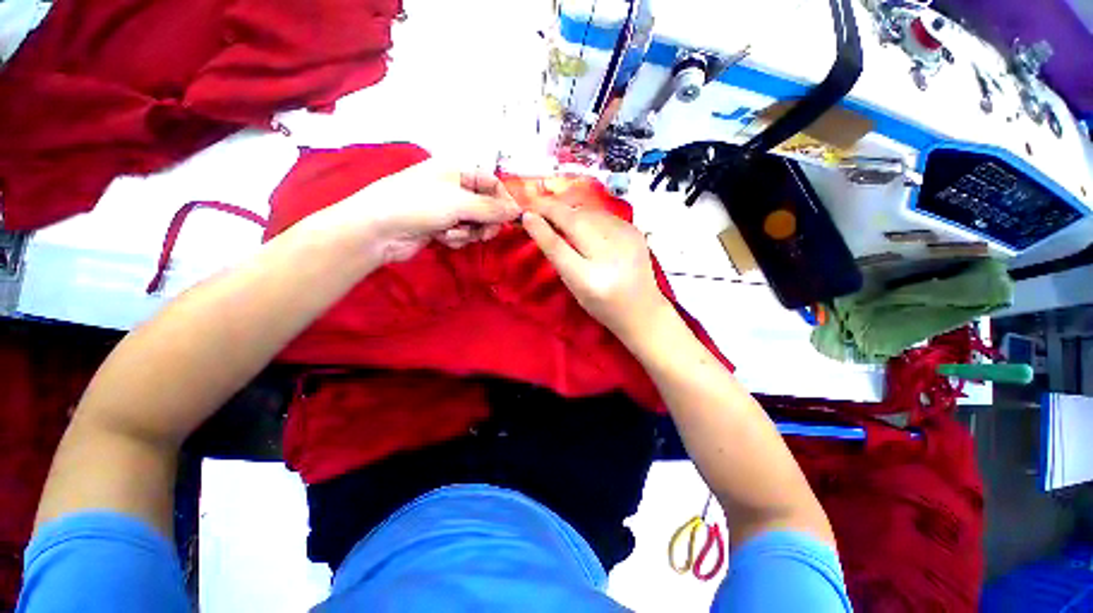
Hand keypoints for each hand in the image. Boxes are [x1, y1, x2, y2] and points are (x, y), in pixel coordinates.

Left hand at [312, 158, 521, 264]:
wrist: (378, 230)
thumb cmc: (418, 205)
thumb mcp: (459, 203)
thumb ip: (492, 208)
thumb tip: (517, 211)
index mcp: (457, 170)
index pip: (492, 183)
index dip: (503, 201)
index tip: (511, 219)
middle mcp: (454, 187)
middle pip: (486, 206)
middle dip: (485, 222)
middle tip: (483, 233)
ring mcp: (446, 208)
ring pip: (475, 223)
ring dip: (469, 232)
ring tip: (453, 234)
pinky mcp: (441, 227)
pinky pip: (462, 234)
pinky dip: (456, 238)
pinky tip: (442, 238)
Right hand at [521, 195, 672, 341]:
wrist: (642, 310)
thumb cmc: (603, 306)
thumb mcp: (575, 289)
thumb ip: (559, 258)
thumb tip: (541, 225)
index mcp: (589, 280)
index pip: (558, 247)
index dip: (540, 228)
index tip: (526, 215)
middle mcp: (609, 257)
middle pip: (575, 222)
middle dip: (552, 208)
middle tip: (535, 203)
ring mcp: (626, 240)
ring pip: (589, 212)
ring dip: (568, 208)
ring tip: (553, 208)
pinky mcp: (635, 231)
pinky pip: (603, 215)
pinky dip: (586, 213)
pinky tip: (579, 217)